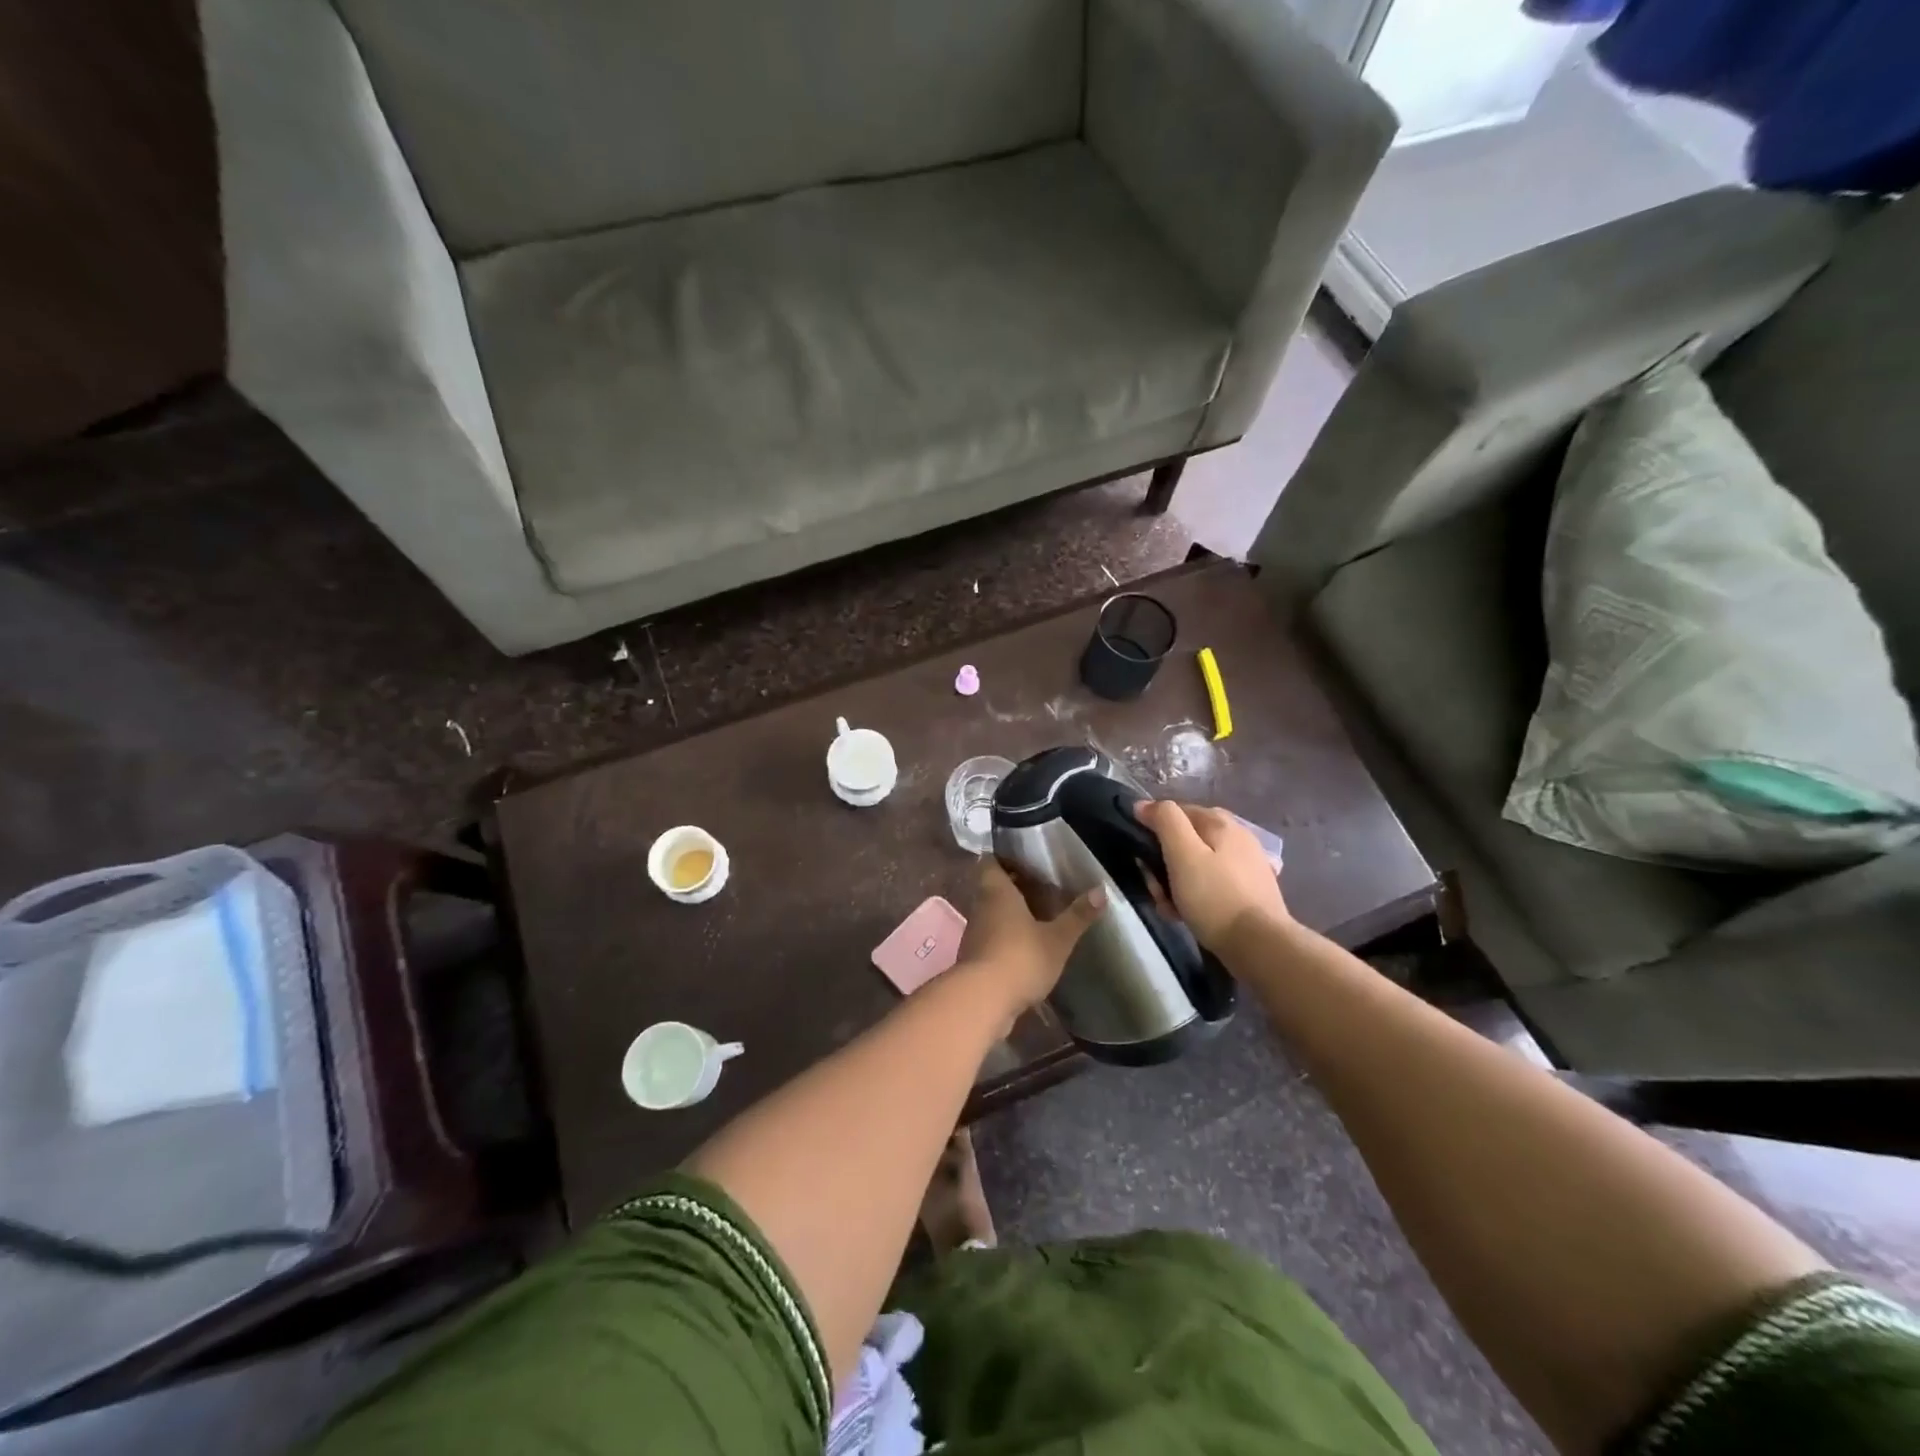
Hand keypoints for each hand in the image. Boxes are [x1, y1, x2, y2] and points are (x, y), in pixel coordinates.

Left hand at [955, 859, 1103, 1013]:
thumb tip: (1101, 889)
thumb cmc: (1021, 958)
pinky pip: (990, 937)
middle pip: (992, 887)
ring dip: (1009, 913)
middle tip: (1040, 888)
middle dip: (1013, 887)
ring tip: (1037, 916)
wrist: (982, 1001)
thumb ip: (1078, 915)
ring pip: (991, 913)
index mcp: (997, 891)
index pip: (991, 862)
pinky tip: (1025, 946)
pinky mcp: (974, 958)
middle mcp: (981, 906)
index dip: (1005, 859)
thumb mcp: (1057, 938)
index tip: (1026, 861)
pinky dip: (1005, 937)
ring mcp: (974, 933)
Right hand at [1135, 800, 1289, 952]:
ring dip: (1176, 883)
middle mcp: (1237, 836)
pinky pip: (1212, 885)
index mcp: (1221, 822)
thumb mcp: (1182, 854)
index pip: (1175, 812)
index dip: (1153, 830)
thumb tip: (1144, 804)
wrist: (1260, 945)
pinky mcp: (1250, 891)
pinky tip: (1189, 915)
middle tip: (1157, 889)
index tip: (1142, 858)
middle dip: (1164, 862)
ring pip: (1197, 865)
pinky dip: (1197, 896)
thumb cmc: (1214, 897)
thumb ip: (1165, 821)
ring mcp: (1247, 864)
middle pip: (1186, 841)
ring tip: (1171, 908)